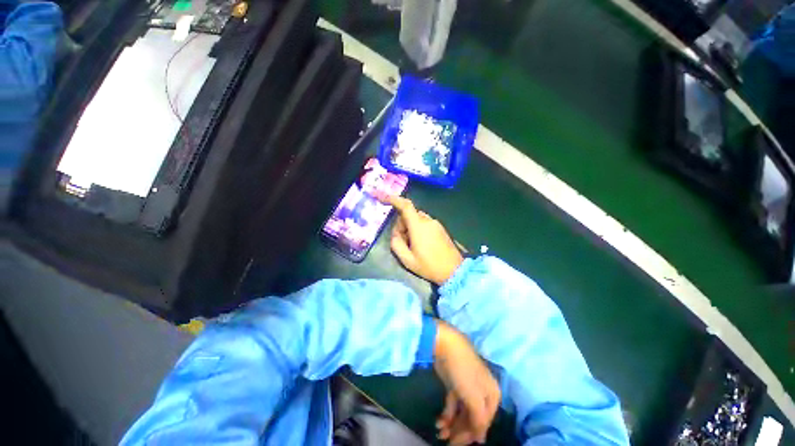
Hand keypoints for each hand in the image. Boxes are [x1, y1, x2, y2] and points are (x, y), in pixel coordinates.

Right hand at [385, 196, 463, 285]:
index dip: (393, 199)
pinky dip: (418, 229)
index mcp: (419, 226)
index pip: (405, 206)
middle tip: (402, 242)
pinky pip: (424, 223)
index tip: (382, 197)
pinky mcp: (440, 228)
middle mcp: (428, 220)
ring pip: (416, 219)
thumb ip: (396, 244)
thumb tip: (395, 234)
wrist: (454, 271)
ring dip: (410, 228)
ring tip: (413, 246)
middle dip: (402, 225)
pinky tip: (421, 245)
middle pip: (409, 215)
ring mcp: (436, 223)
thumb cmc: (429, 266)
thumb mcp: (407, 260)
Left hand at [433, 321, 500, 444]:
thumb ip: (479, 420)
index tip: (457, 444)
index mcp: (492, 395)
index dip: (472, 434)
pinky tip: (439, 421)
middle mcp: (482, 393)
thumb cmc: (464, 371)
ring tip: (440, 432)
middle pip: (473, 418)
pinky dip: (447, 414)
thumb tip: (481, 440)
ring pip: (463, 412)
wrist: (446, 345)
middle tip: (446, 441)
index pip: (485, 422)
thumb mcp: (474, 397)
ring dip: (452, 424)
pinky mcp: (455, 384)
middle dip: (460, 431)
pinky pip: (454, 404)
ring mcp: (467, 388)